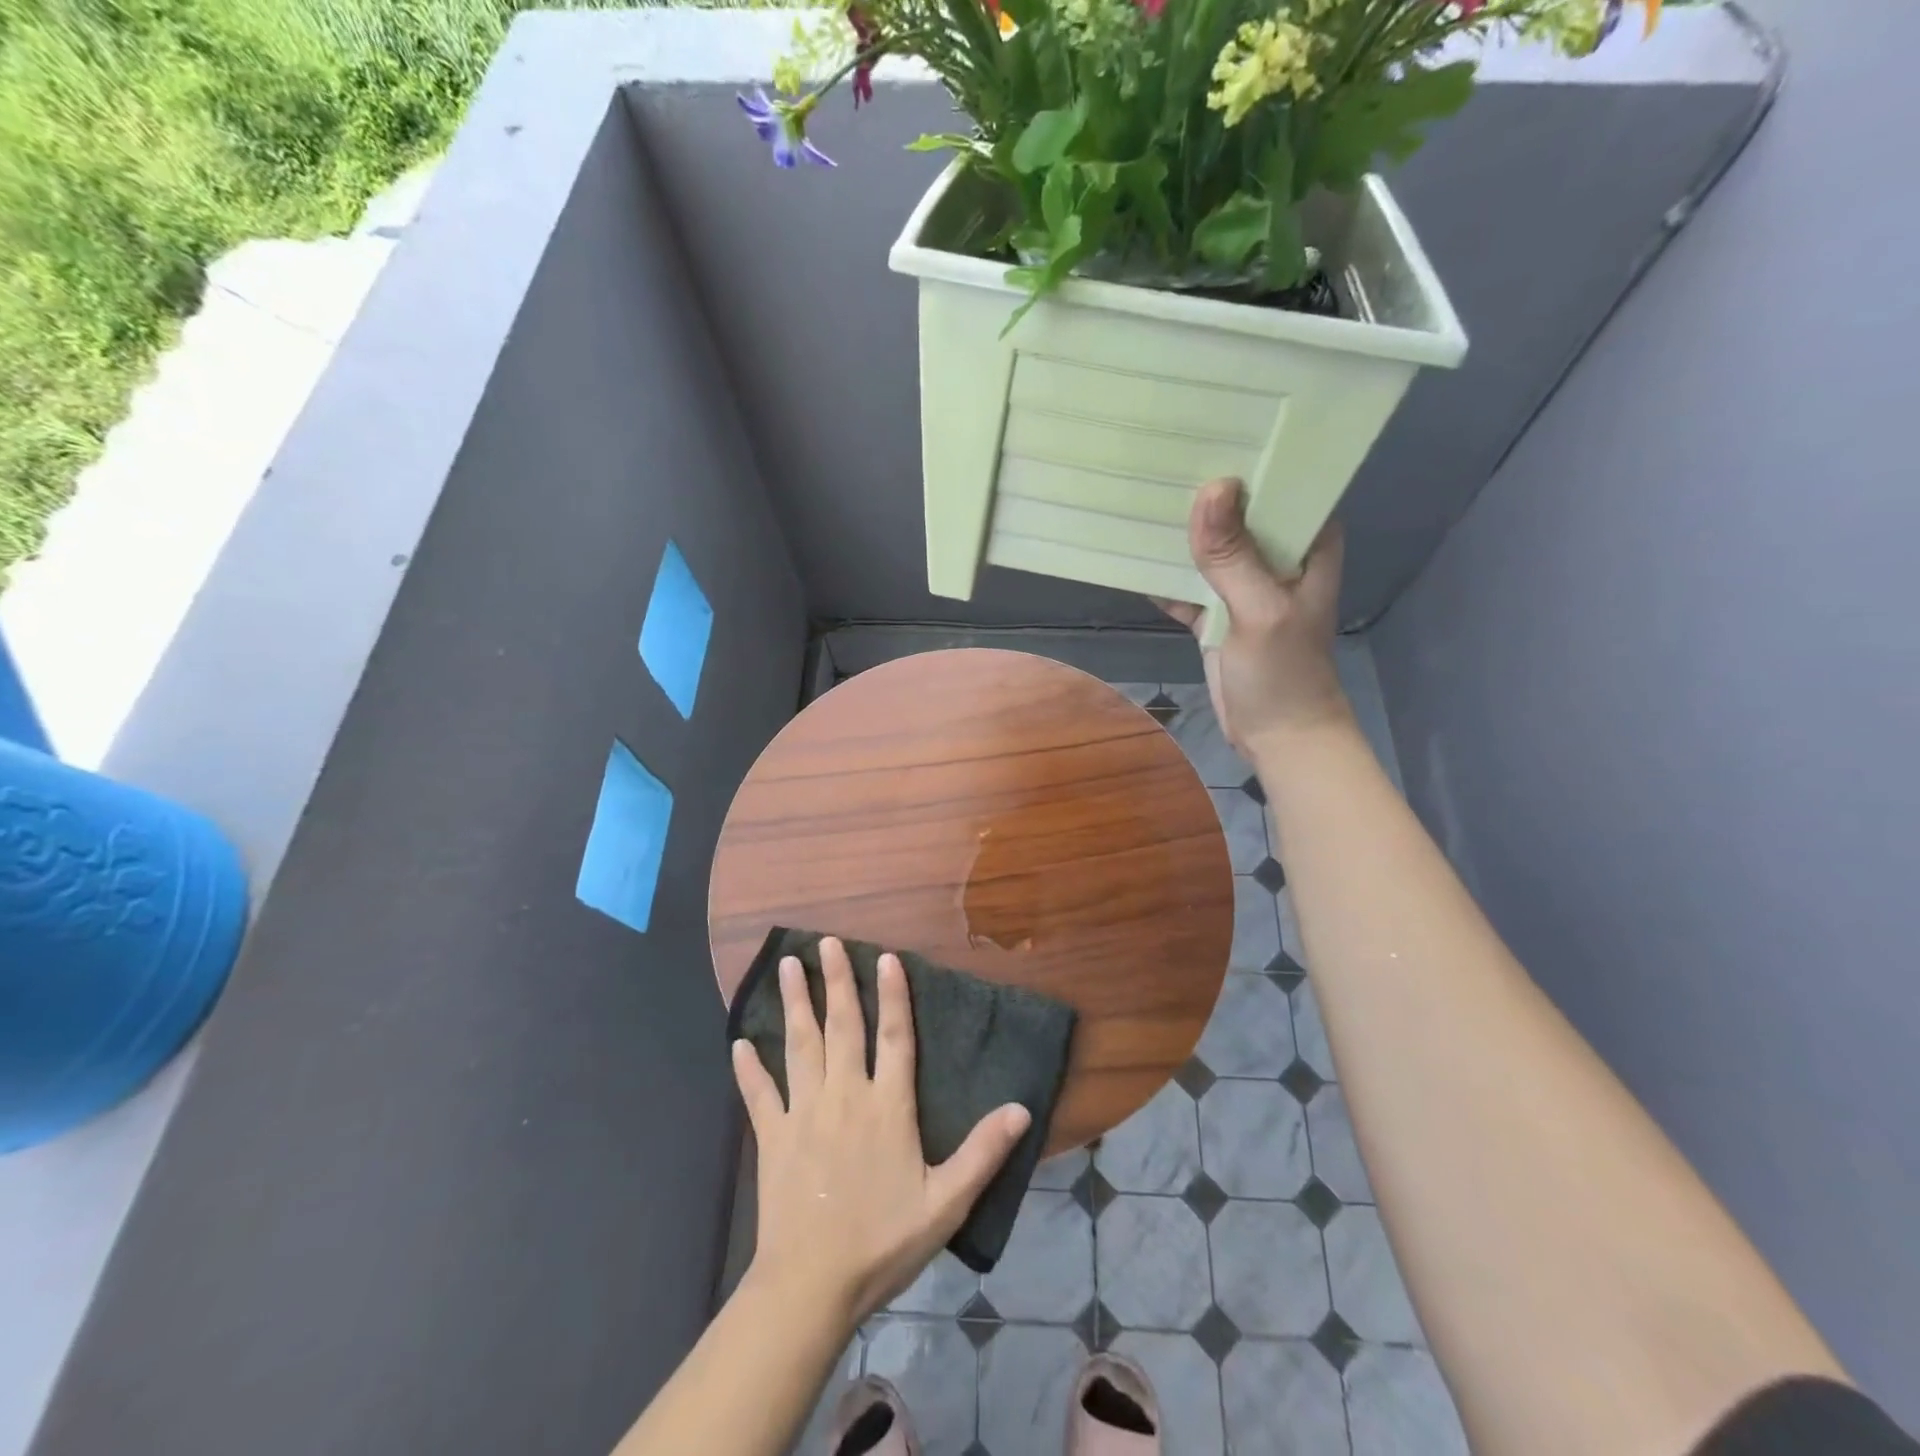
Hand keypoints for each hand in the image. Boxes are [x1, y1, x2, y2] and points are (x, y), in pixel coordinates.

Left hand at [732, 938, 1031, 1330]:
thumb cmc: (883, 1241)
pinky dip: (748, 1069)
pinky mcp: (772, 1137)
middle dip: (835, 981)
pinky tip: (738, 1043)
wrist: (812, 1285)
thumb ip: (983, 1151)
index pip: (895, 1037)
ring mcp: (803, 1113)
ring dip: (794, 1004)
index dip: (892, 995)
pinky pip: (758, 1095)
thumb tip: (1021, 1107)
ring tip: (786, 966)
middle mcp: (845, 1095)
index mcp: (887, 1106)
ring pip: (800, 1046)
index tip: (884, 957)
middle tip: (825, 942)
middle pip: (842, 1027)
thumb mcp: (947, 1202)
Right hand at [1158, 478, 1352, 759]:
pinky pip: (1186, 583)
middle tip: (1157, 452)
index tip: (1209, 424)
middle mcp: (1276, 556)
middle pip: (1237, 512)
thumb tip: (1210, 488)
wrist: (1276, 736)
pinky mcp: (1216, 613)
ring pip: (1208, 546)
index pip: (1282, 484)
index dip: (1250, 456)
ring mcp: (1243, 585)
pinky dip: (1163, 574)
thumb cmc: (1284, 673)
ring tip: (1136, 493)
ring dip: (1179, 532)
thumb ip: (1232, 556)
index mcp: (1306, 544)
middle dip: (1203, 491)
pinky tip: (1130, 553)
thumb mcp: (1260, 610)